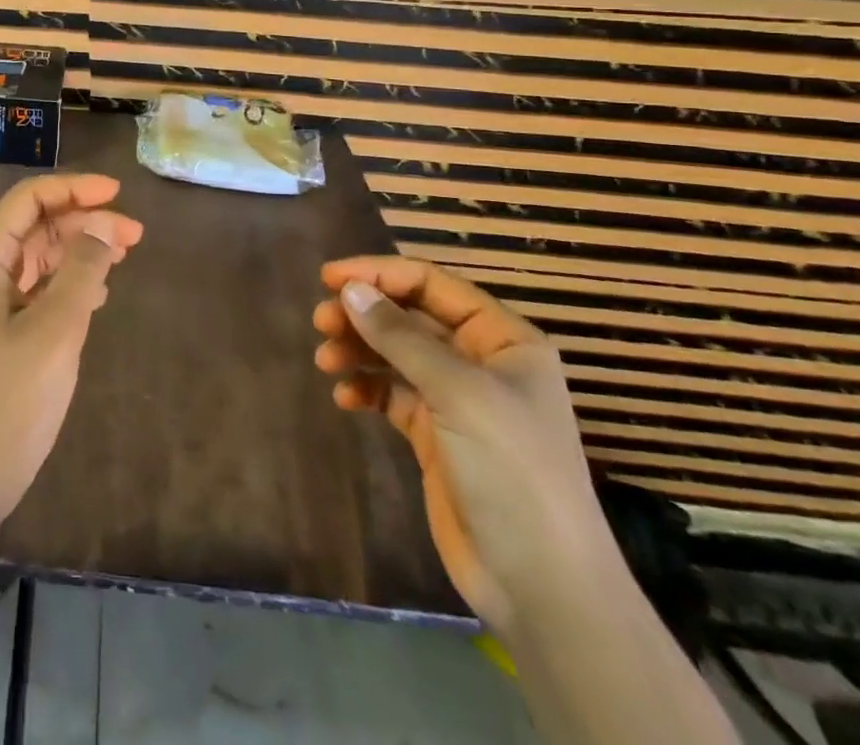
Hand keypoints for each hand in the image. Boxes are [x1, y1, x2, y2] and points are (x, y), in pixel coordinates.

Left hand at [0, 173, 143, 516]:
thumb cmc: (8, 403)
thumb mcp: (55, 332)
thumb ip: (81, 272)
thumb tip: (102, 227)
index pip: (28, 200)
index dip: (73, 189)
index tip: (117, 193)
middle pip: (35, 225)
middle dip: (84, 221)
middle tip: (135, 235)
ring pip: (38, 255)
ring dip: (79, 250)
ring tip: (124, 255)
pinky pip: (36, 287)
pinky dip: (68, 281)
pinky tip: (99, 293)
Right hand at [312, 257, 604, 632]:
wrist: (539, 585)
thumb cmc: (511, 471)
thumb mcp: (458, 393)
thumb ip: (400, 337)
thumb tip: (350, 289)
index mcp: (504, 340)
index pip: (432, 285)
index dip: (380, 274)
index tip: (328, 277)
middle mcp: (481, 362)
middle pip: (409, 317)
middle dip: (364, 314)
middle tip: (320, 321)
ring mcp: (457, 401)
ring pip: (395, 354)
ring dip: (358, 349)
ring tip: (325, 360)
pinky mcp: (435, 436)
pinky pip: (391, 394)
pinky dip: (366, 388)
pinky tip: (345, 398)